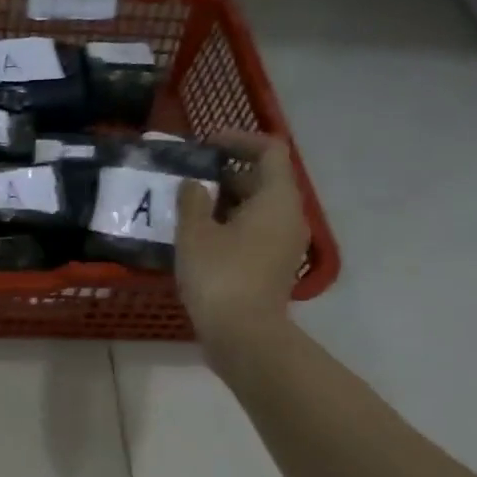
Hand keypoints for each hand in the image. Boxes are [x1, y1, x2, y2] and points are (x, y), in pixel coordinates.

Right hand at [176, 130, 309, 352]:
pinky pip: (254, 234)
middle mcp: (289, 217)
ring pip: (256, 210)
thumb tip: (193, 184)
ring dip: (225, 203)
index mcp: (276, 199)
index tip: (206, 145)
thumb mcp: (195, 234)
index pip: (269, 150)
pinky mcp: (273, 268)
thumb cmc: (220, 276)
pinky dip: (230, 227)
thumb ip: (192, 201)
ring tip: (188, 208)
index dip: (239, 140)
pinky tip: (199, 239)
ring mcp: (284, 245)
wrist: (243, 335)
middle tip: (188, 179)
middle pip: (262, 181)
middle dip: (226, 174)